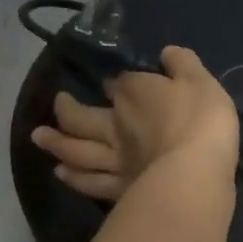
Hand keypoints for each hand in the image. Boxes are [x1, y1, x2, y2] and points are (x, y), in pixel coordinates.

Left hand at [32, 46, 239, 201]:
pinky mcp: (120, 189)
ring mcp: (114, 159)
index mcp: (134, 93)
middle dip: (65, 108)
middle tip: (57, 102)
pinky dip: (74, 178)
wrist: (196, 172)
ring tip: (40, 137)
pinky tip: (62, 174)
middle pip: (81, 116)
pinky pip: (90, 182)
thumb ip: (183, 64)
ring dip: (56, 143)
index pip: (117, 82)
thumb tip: (167, 52)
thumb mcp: (201, 81)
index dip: (114, 82)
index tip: (113, 82)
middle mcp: (115, 124)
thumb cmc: (202, 121)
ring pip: (77, 150)